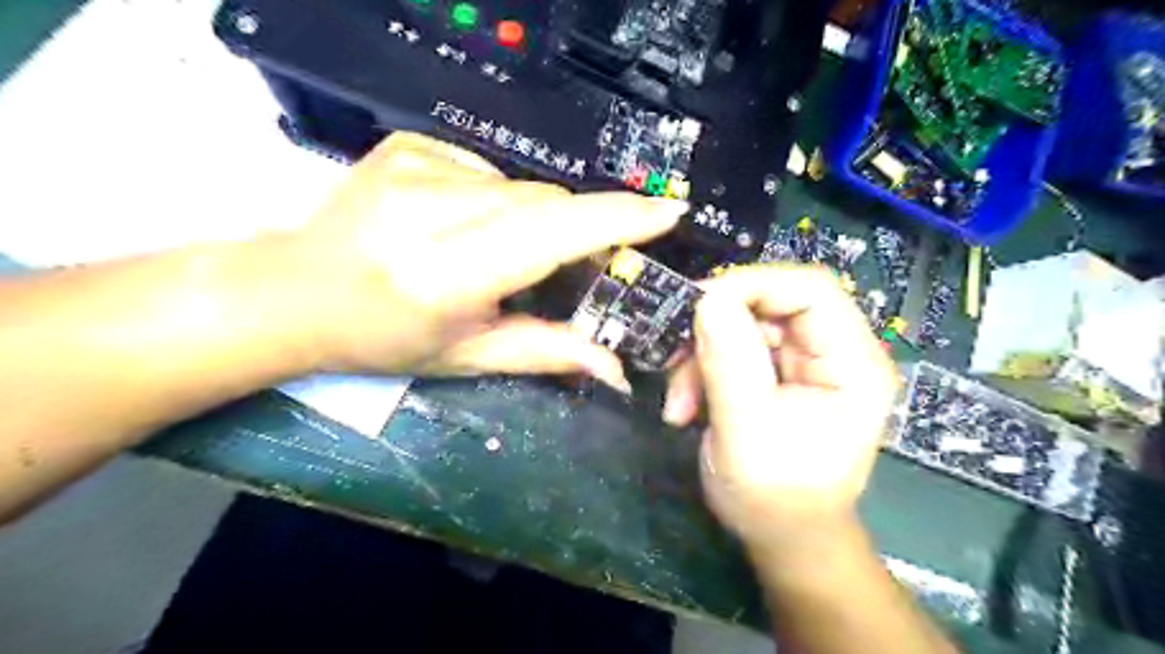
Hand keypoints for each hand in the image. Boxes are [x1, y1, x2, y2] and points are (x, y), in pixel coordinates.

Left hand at [270, 133, 684, 386]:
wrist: (296, 291)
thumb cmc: (385, 339)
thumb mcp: (469, 356)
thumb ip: (547, 352)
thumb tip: (616, 368)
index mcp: (448, 275)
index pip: (551, 232)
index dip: (616, 220)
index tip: (668, 212)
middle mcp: (433, 210)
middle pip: (545, 202)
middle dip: (576, 229)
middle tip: (572, 263)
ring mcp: (416, 166)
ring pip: (520, 185)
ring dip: (533, 218)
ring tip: (497, 251)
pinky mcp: (409, 145)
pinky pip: (487, 168)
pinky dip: (497, 198)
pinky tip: (461, 223)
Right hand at [658, 265, 893, 557]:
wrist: (782, 536)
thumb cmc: (776, 498)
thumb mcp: (747, 432)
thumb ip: (730, 363)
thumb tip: (708, 298)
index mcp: (853, 364)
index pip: (811, 289)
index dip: (754, 285)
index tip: (699, 306)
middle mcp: (834, 352)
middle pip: (771, 302)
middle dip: (715, 329)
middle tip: (675, 359)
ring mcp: (804, 361)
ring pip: (743, 324)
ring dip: (701, 355)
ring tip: (678, 399)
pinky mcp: (777, 372)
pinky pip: (732, 347)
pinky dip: (702, 368)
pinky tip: (685, 404)